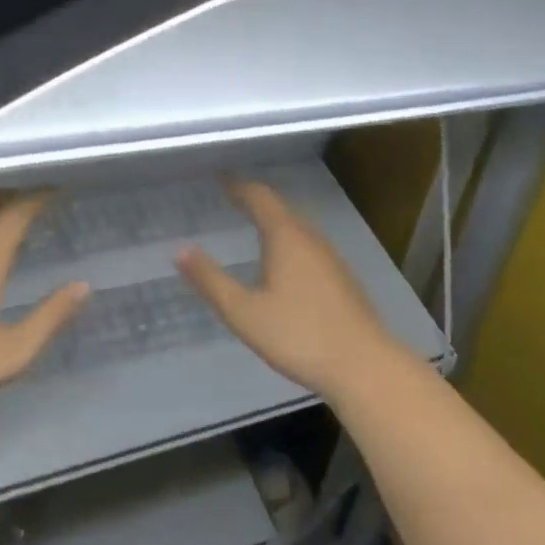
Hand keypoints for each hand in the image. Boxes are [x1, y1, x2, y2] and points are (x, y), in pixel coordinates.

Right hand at [177, 180, 398, 401]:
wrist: (365, 367)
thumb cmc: (298, 335)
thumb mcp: (243, 311)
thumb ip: (210, 280)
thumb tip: (179, 250)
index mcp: (285, 237)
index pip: (259, 197)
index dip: (238, 185)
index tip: (219, 178)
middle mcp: (310, 238)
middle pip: (281, 209)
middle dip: (255, 200)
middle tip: (231, 198)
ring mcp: (331, 258)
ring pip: (298, 228)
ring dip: (274, 221)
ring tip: (252, 225)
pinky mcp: (342, 279)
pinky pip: (308, 246)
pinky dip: (288, 241)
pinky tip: (283, 263)